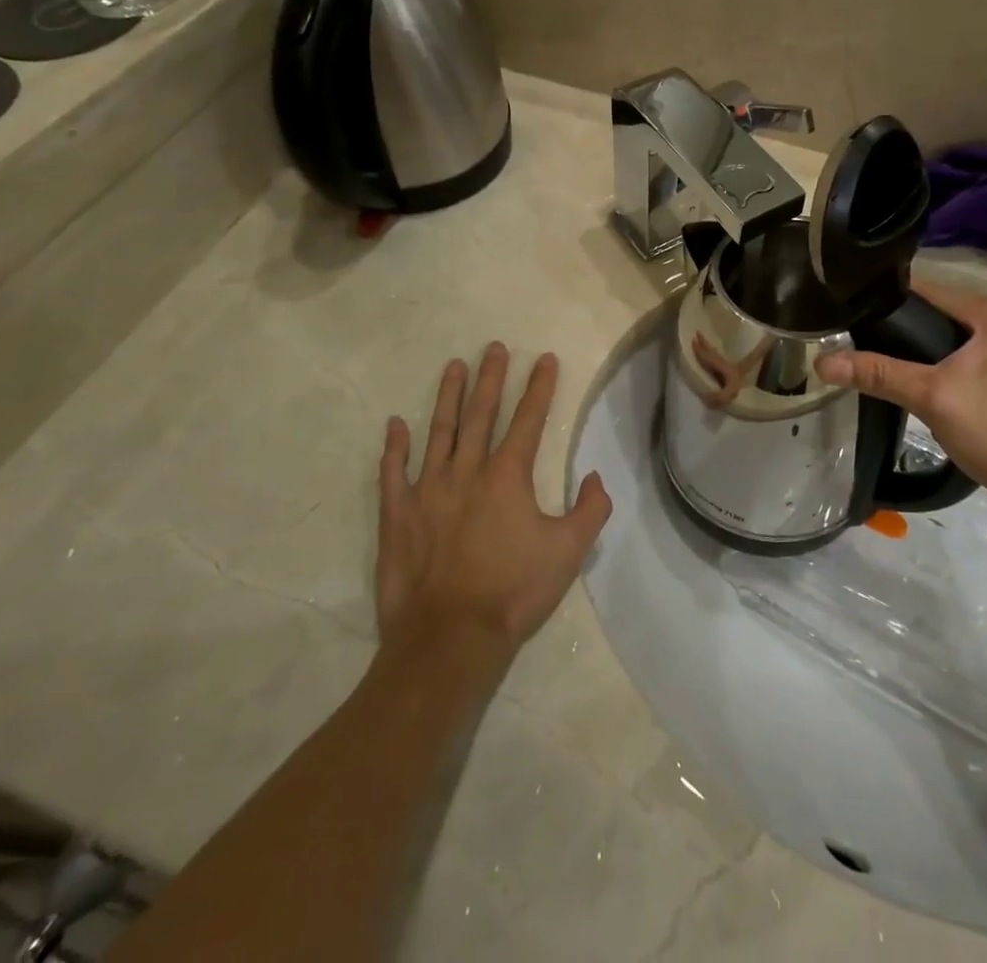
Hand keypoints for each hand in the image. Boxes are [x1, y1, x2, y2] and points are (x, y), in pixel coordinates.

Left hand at [376, 344, 611, 650]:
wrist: (449, 638)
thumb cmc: (513, 592)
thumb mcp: (569, 552)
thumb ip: (590, 509)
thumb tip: (594, 477)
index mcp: (508, 476)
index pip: (529, 419)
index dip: (540, 387)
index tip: (545, 358)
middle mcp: (467, 471)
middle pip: (482, 413)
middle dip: (492, 378)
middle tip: (494, 347)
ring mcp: (427, 489)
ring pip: (440, 431)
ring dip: (448, 397)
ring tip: (453, 366)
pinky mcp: (397, 514)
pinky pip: (393, 471)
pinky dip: (394, 446)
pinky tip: (395, 424)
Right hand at [815, 282, 986, 513]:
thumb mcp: (932, 397)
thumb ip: (878, 373)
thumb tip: (821, 362)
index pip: (926, 289)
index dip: (884, 300)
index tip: (846, 312)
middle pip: (936, 312)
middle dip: (898, 327)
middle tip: (853, 340)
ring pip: (948, 335)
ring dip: (916, 347)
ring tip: (873, 358)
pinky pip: (963, 354)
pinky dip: (938, 362)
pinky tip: (912, 379)